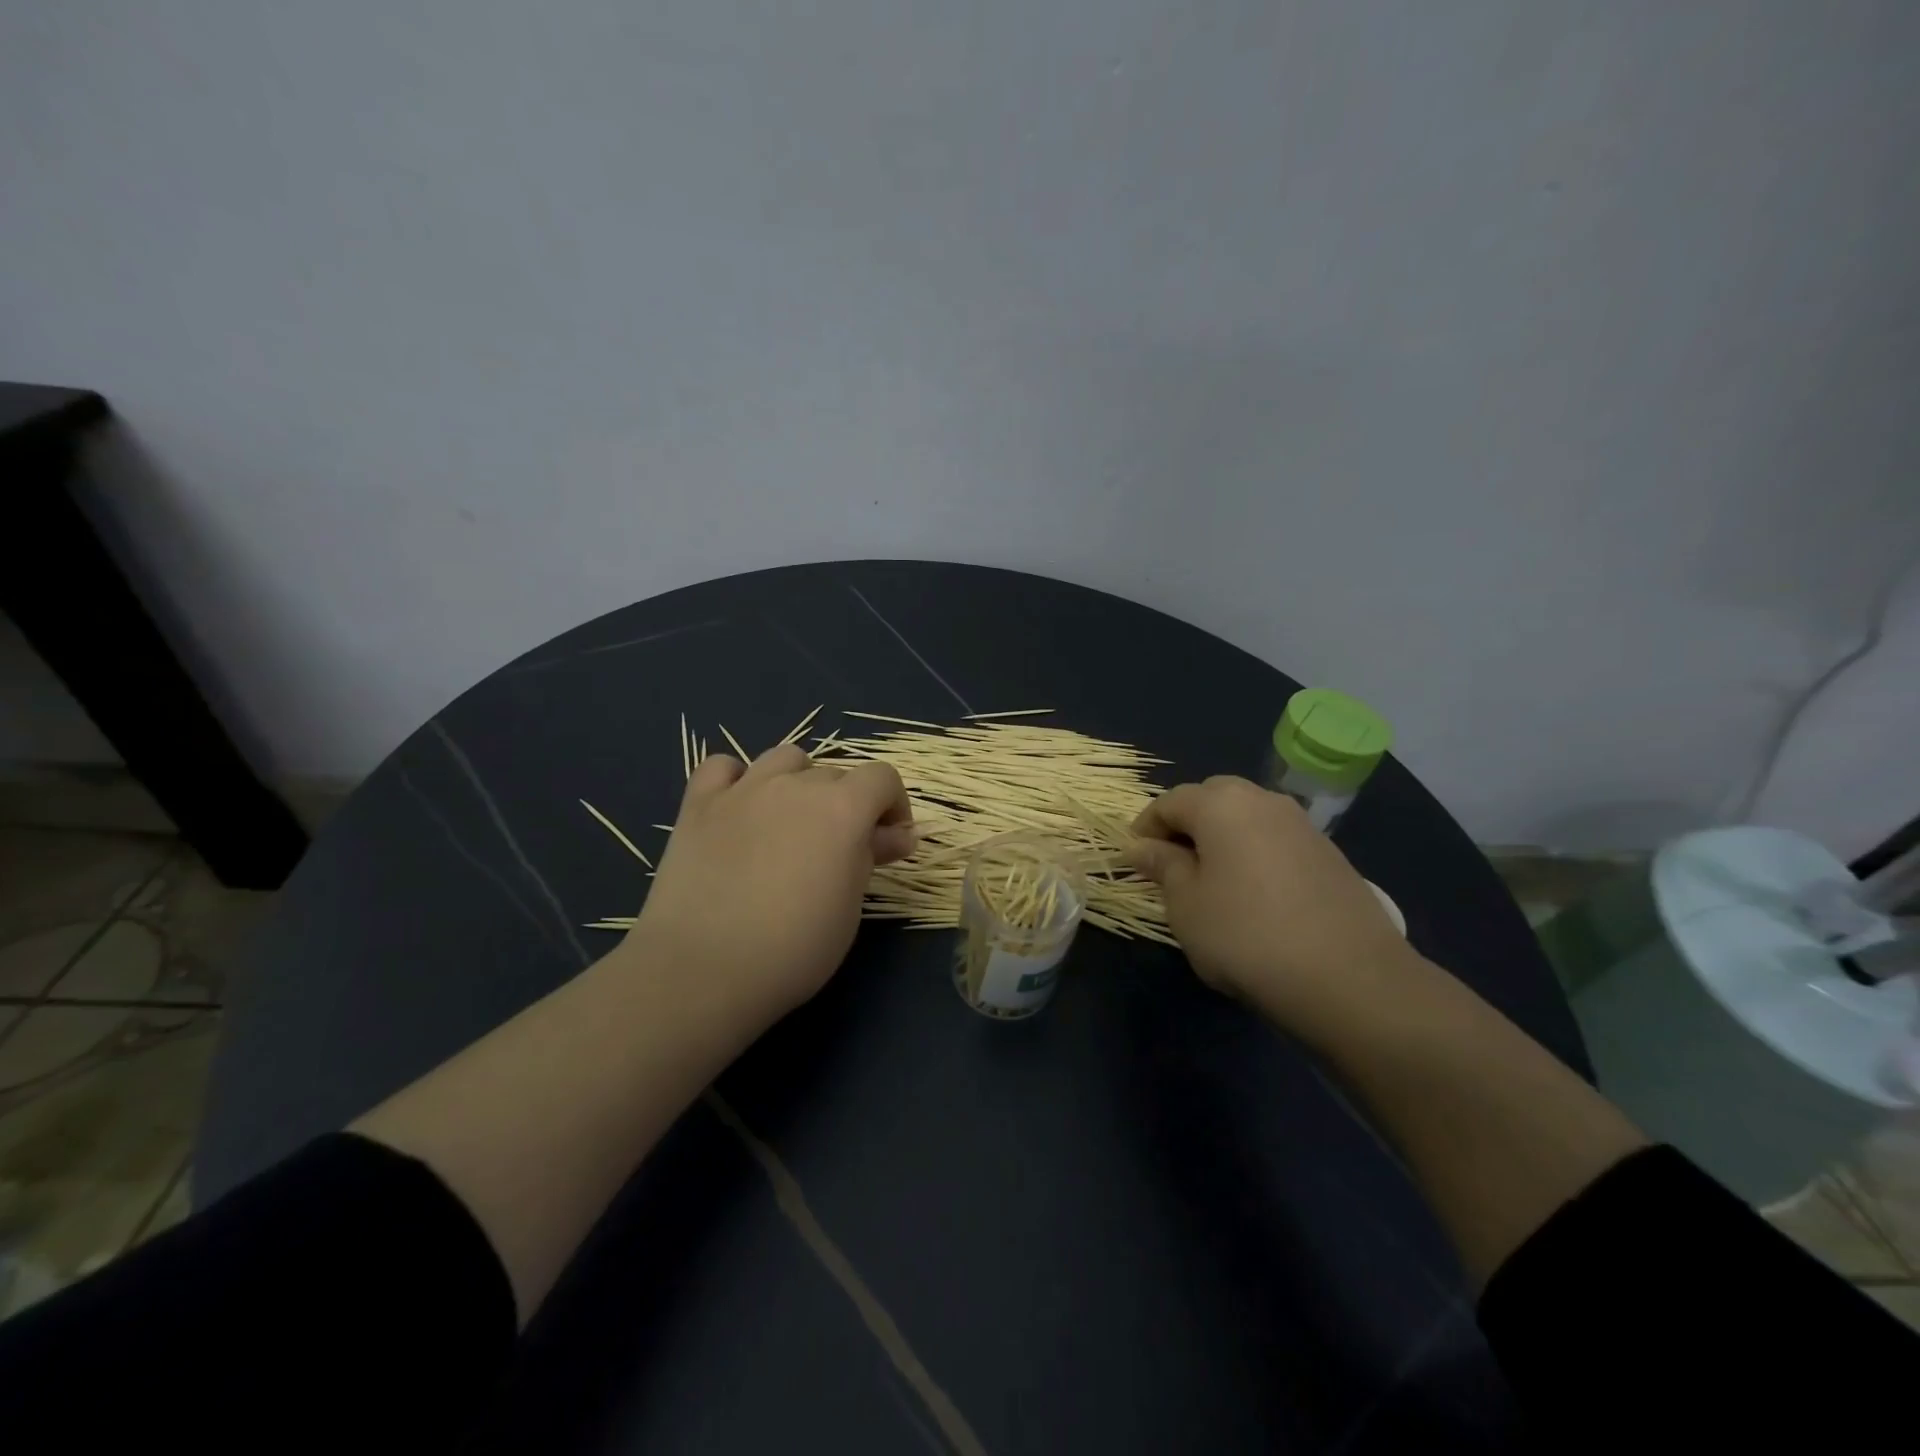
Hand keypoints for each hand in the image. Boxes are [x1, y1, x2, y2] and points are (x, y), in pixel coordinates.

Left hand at [625, 746, 913, 1025]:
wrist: (703, 970)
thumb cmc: (794, 948)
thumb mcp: (850, 907)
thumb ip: (871, 857)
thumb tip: (895, 835)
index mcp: (842, 808)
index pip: (883, 777)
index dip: (893, 805)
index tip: (888, 841)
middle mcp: (796, 785)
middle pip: (835, 773)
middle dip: (847, 805)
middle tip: (838, 851)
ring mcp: (743, 789)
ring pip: (784, 759)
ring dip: (799, 782)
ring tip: (791, 822)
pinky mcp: (698, 804)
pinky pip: (723, 767)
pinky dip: (737, 780)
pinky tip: (739, 809)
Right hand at [1127, 776, 1416, 1032]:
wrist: (1350, 978)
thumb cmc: (1246, 935)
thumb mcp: (1186, 904)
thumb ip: (1162, 866)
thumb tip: (1141, 846)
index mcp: (1221, 804)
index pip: (1170, 801)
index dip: (1145, 827)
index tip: (1134, 858)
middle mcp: (1263, 800)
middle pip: (1212, 798)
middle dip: (1186, 824)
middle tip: (1171, 865)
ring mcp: (1302, 825)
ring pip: (1247, 817)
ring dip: (1222, 838)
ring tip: (1211, 881)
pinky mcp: (1329, 854)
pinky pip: (1275, 840)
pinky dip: (1254, 854)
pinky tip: (1254, 895)